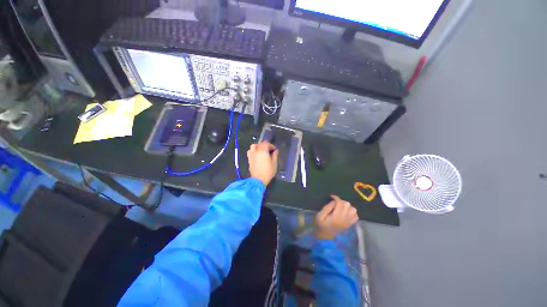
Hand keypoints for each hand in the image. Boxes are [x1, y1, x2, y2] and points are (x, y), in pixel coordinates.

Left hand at [247, 141, 278, 185]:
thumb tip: (276, 150)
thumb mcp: (274, 163)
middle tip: (269, 149)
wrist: (258, 180)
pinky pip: (250, 151)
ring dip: (258, 146)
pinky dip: (253, 150)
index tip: (275, 149)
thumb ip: (275, 155)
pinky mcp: (249, 159)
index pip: (266, 144)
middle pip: (260, 144)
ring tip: (262, 150)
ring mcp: (251, 155)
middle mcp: (256, 151)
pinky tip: (257, 155)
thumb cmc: (268, 171)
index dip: (271, 146)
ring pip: (253, 146)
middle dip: (265, 145)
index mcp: (263, 151)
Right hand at [315, 195, 358, 239]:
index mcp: (336, 216)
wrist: (325, 237)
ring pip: (353, 209)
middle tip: (335, 202)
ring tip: (341, 207)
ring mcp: (348, 222)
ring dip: (347, 206)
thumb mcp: (320, 215)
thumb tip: (334, 201)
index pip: (340, 203)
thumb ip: (327, 207)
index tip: (331, 196)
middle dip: (341, 201)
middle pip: (347, 205)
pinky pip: (356, 216)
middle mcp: (344, 218)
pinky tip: (346, 212)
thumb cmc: (321, 225)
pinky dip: (352, 212)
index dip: (336, 198)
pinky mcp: (350, 224)